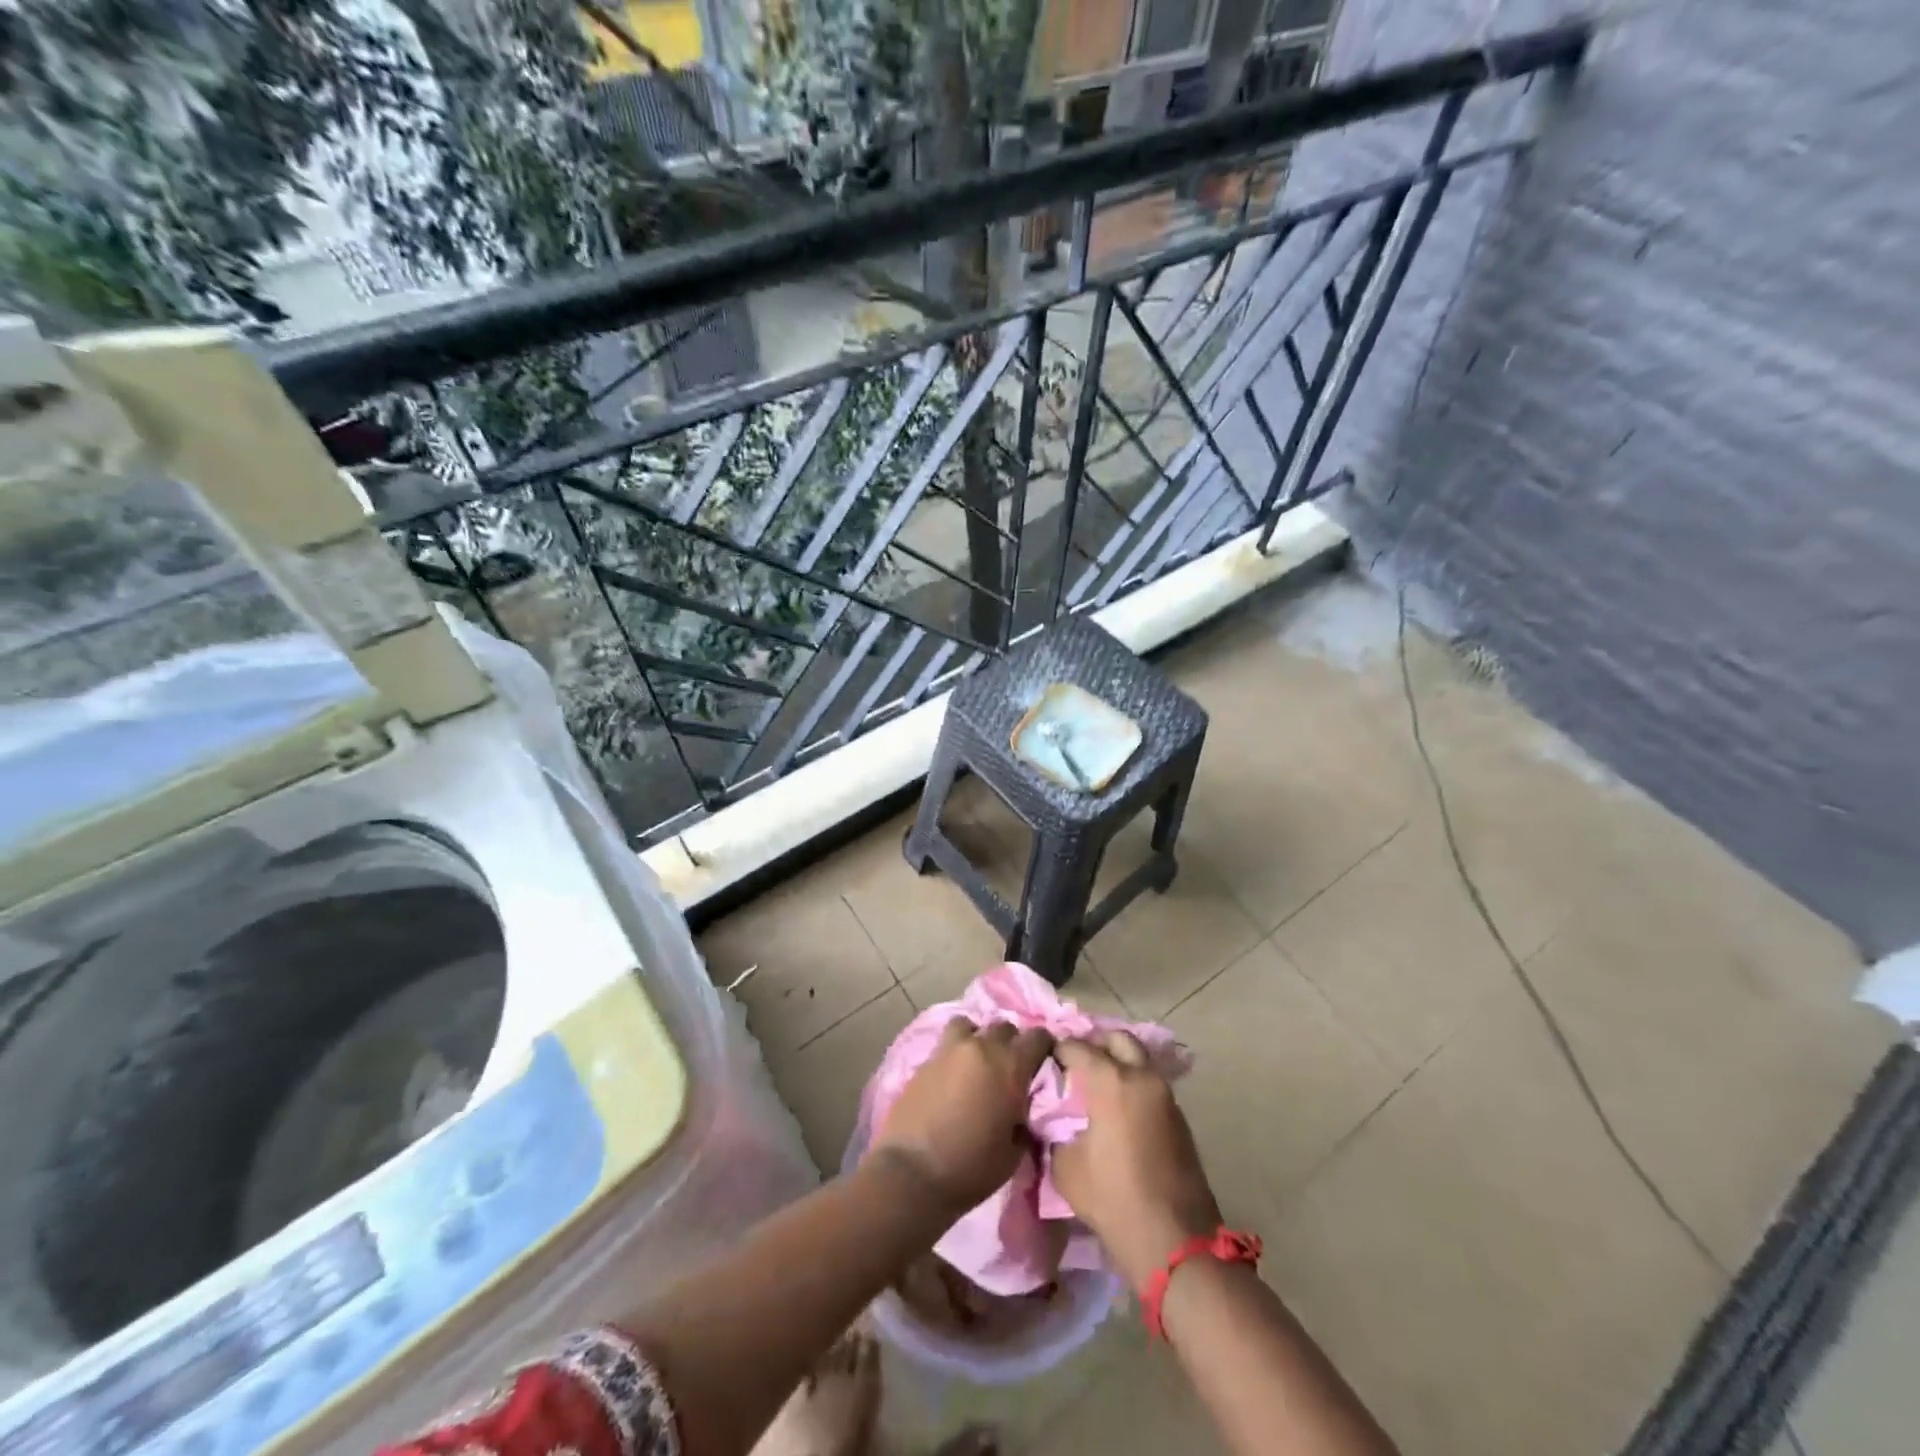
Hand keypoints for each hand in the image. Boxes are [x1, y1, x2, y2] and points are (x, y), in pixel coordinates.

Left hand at [868, 1019, 1053, 1214]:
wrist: (913, 1173)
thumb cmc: (972, 1168)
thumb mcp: (1014, 1151)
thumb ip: (1024, 1118)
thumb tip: (1022, 1107)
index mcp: (1011, 1066)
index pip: (1038, 1037)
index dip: (1045, 1047)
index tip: (1044, 1061)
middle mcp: (982, 1047)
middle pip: (1004, 1027)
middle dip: (1011, 1043)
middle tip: (1010, 1068)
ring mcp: (950, 1049)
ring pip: (971, 1025)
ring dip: (978, 1038)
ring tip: (977, 1062)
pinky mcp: (925, 1059)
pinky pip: (946, 1042)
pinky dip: (955, 1052)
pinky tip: (954, 1074)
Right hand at [1053, 1032, 1222, 1288]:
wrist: (1174, 1240)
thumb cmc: (1113, 1199)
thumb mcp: (1066, 1166)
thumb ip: (1056, 1132)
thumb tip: (1054, 1121)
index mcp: (1112, 1081)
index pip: (1077, 1046)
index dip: (1057, 1049)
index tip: (1044, 1060)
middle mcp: (1142, 1076)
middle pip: (1117, 1039)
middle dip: (1094, 1043)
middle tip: (1075, 1063)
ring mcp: (1166, 1095)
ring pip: (1139, 1059)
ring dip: (1117, 1063)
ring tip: (1094, 1086)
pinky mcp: (1179, 1117)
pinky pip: (1150, 1084)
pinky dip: (1132, 1084)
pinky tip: (1116, 1108)